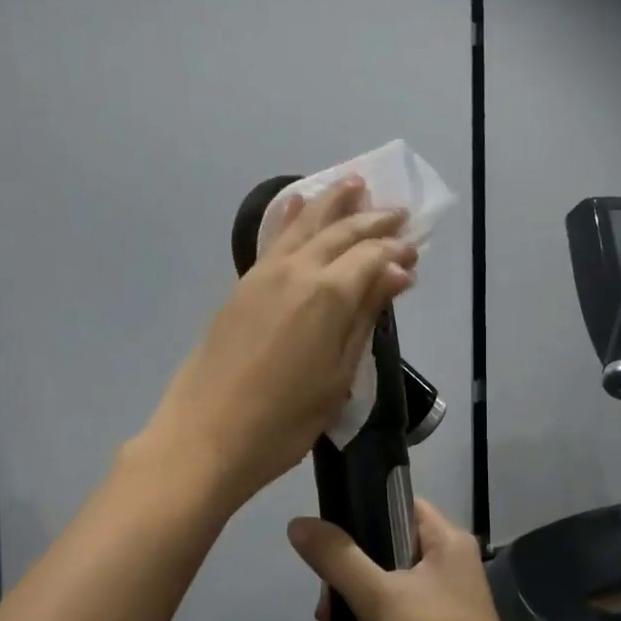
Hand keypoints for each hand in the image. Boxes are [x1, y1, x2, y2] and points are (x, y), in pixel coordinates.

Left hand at [142, 178, 417, 508]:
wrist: (205, 437)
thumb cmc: (284, 421)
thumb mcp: (338, 376)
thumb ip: (365, 318)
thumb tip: (397, 273)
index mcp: (328, 295)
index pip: (371, 256)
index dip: (396, 250)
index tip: (415, 250)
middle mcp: (297, 270)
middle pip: (340, 232)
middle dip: (372, 219)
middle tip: (397, 211)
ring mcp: (263, 275)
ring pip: (303, 225)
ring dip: (331, 202)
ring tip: (353, 183)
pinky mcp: (241, 287)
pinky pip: (273, 239)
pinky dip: (290, 216)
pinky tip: (297, 202)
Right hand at [289, 498, 538, 620]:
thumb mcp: (380, 601)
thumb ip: (338, 559)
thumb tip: (298, 523)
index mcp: (445, 542)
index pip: (395, 504)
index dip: (358, 517)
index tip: (325, 547)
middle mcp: (445, 566)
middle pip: (378, 556)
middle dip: (342, 594)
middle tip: (323, 619)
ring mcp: (439, 605)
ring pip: (378, 598)